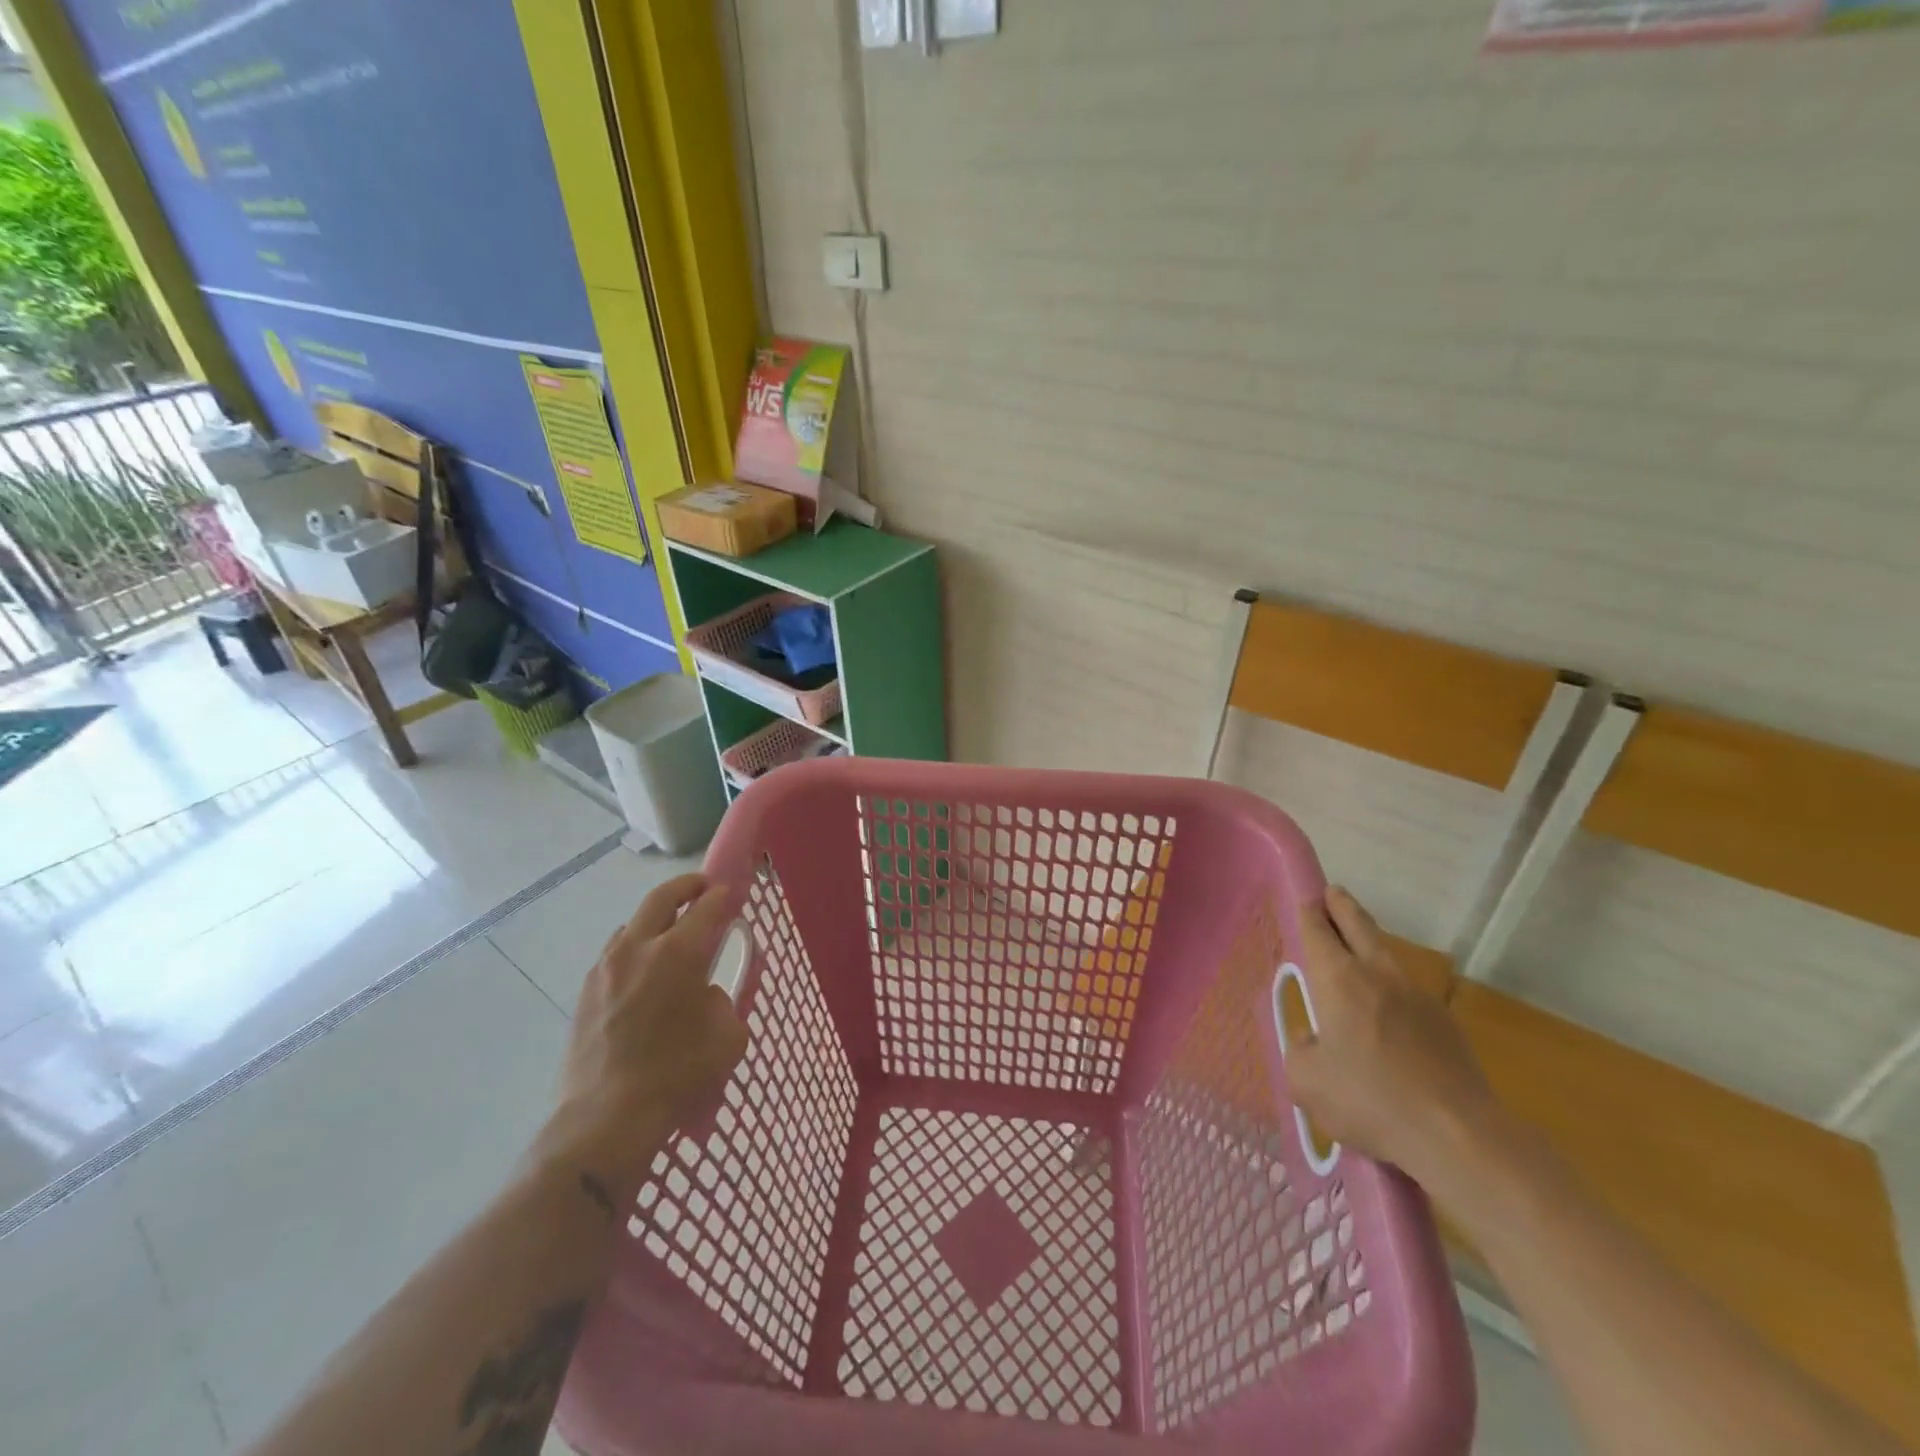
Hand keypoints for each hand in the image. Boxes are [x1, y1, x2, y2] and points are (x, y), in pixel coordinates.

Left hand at [533, 874, 747, 1203]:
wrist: (606, 1120)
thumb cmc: (678, 1076)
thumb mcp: (727, 1037)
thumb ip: (724, 1001)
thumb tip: (707, 992)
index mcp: (678, 953)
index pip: (706, 907)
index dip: (724, 894)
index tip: (734, 891)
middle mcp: (638, 948)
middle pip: (662, 897)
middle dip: (687, 887)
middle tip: (704, 890)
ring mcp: (606, 968)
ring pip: (632, 924)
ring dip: (656, 920)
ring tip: (671, 938)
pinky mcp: (586, 991)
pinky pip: (615, 954)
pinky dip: (634, 949)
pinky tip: (644, 975)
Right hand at [1285, 886, 1500, 1183]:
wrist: (1457, 1135)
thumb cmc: (1369, 1100)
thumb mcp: (1306, 1081)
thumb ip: (1300, 1050)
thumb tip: (1312, 1041)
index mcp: (1338, 979)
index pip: (1318, 929)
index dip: (1309, 911)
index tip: (1305, 899)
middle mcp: (1377, 974)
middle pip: (1359, 925)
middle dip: (1342, 906)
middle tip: (1332, 894)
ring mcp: (1417, 996)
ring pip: (1386, 956)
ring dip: (1369, 945)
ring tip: (1356, 954)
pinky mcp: (1446, 1023)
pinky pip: (1408, 993)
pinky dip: (1392, 991)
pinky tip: (1388, 1019)